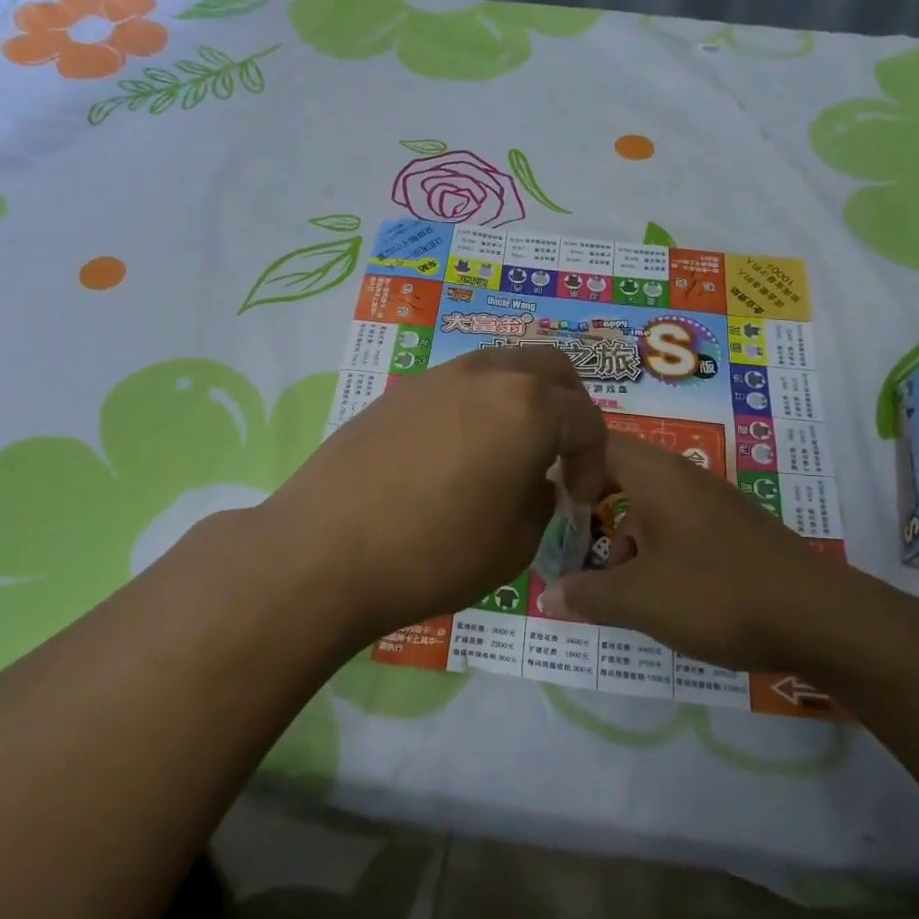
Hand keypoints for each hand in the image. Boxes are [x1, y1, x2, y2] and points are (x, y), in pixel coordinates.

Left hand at [247, 348, 607, 647]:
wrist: (323, 551)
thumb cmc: (432, 553)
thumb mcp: (514, 544)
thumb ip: (541, 500)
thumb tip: (534, 481)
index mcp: (528, 407)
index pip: (586, 419)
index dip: (595, 461)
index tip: (580, 498)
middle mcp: (486, 375)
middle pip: (550, 368)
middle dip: (569, 407)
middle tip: (561, 454)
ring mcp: (437, 376)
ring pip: (502, 365)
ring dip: (522, 399)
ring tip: (511, 449)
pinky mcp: (398, 391)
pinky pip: (459, 383)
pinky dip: (480, 405)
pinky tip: (460, 451)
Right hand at [542, 433, 872, 672]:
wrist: (821, 619)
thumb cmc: (717, 593)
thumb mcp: (639, 599)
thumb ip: (587, 594)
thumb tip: (547, 594)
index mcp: (656, 474)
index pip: (596, 442)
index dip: (565, 463)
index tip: (544, 501)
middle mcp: (683, 477)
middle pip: (620, 476)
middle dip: (592, 513)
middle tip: (570, 547)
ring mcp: (711, 504)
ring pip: (649, 508)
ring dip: (625, 541)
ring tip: (619, 589)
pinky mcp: (732, 532)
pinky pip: (676, 529)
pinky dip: (656, 553)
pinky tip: (661, 597)